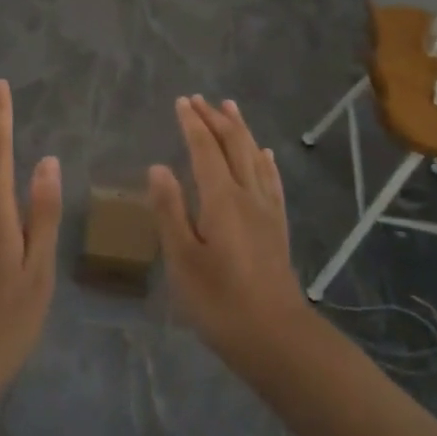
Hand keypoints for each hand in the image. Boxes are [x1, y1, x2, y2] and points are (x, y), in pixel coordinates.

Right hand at [149, 96, 309, 369]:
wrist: (275, 336)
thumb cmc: (219, 301)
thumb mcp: (182, 259)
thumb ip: (170, 210)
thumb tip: (158, 167)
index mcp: (221, 199)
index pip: (205, 149)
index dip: (193, 124)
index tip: (181, 102)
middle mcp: (247, 195)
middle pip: (233, 145)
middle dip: (215, 119)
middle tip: (199, 99)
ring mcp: (267, 209)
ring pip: (254, 157)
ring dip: (240, 130)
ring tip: (230, 108)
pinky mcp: (278, 226)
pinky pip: (271, 180)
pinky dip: (264, 160)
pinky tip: (264, 153)